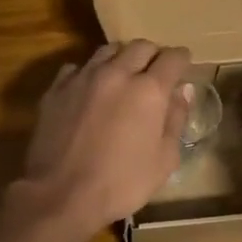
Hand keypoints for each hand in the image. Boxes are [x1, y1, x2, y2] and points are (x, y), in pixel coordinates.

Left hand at [21, 40, 191, 234]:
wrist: (60, 195)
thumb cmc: (121, 183)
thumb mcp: (164, 160)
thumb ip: (176, 120)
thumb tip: (183, 91)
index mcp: (149, 90)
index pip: (172, 58)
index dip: (182, 59)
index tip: (184, 65)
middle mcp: (117, 73)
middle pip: (141, 46)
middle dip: (153, 54)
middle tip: (155, 71)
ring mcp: (84, 77)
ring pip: (108, 50)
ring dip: (121, 58)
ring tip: (123, 74)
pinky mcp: (57, 88)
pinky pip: (78, 67)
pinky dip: (90, 72)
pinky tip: (90, 89)